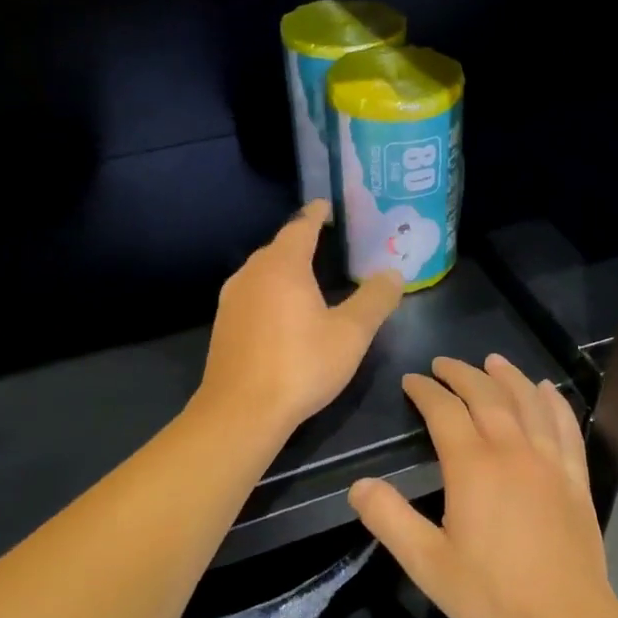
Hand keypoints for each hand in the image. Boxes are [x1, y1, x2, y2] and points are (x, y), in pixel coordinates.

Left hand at [200, 201, 404, 433]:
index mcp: (282, 266)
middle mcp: (251, 274)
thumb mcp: (351, 334)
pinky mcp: (224, 326)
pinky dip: (272, 292)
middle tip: (328, 242)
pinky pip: (252, 295)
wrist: (241, 411)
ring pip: (262, 272)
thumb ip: (375, 300)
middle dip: (302, 241)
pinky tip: (284, 312)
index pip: (301, 226)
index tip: (328, 206)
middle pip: (278, 247)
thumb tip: (394, 274)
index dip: (317, 214)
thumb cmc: (301, 365)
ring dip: (285, 269)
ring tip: (308, 276)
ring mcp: (232, 300)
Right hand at [348, 355, 617, 617]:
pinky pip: (566, 426)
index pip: (445, 412)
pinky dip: (554, 402)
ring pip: (528, 402)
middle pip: (487, 396)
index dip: (426, 391)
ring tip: (493, 360)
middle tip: (444, 363)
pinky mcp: (575, 477)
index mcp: (473, 467)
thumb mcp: (427, 563)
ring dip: (508, 377)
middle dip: (462, 374)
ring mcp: (549, 461)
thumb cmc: (491, 593)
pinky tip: (547, 391)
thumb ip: (390, 520)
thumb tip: (358, 485)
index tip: (412, 380)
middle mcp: (512, 451)